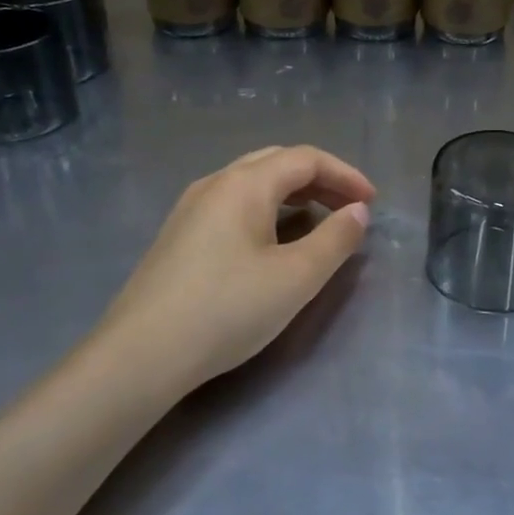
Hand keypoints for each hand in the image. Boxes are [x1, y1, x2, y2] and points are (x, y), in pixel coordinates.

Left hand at [96, 145, 374, 390]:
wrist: (140, 355)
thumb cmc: (227, 310)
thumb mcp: (296, 277)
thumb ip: (335, 239)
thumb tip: (358, 212)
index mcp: (245, 184)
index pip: (306, 159)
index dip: (345, 174)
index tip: (373, 202)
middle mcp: (215, 183)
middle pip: (278, 162)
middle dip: (321, 179)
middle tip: (350, 207)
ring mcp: (191, 208)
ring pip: (253, 182)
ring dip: (293, 193)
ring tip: (320, 219)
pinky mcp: (179, 235)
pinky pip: (234, 203)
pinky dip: (267, 208)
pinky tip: (273, 239)